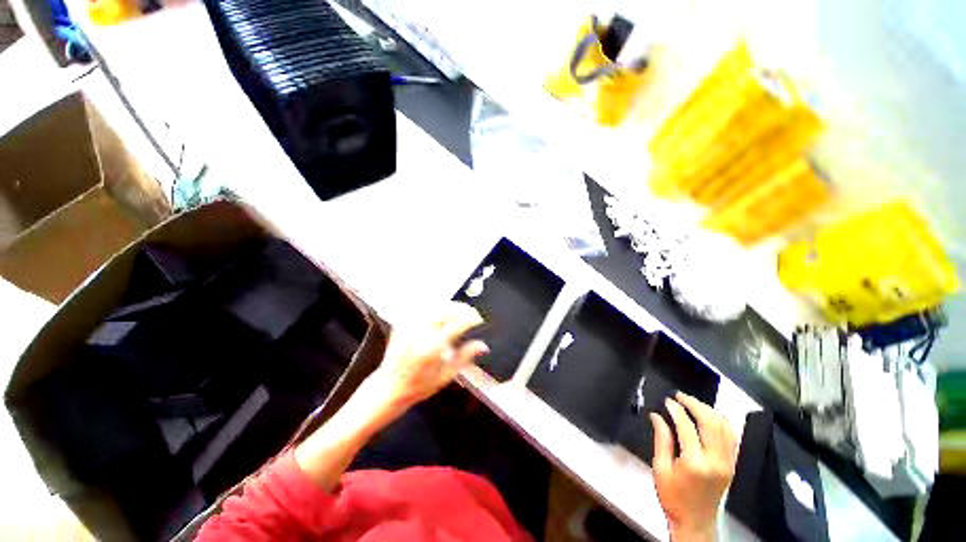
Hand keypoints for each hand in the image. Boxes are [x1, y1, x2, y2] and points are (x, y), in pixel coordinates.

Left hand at [368, 302, 487, 416]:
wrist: (387, 387)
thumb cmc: (418, 387)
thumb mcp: (445, 376)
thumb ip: (464, 357)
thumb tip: (483, 345)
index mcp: (432, 346)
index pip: (458, 323)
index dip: (472, 319)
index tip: (480, 321)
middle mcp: (421, 331)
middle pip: (447, 309)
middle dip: (463, 309)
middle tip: (472, 316)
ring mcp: (411, 325)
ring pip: (436, 305)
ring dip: (452, 307)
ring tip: (460, 315)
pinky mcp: (404, 323)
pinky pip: (425, 309)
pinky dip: (438, 308)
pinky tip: (443, 316)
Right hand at [650, 392, 736, 541]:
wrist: (695, 521)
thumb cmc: (673, 496)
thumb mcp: (660, 468)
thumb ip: (661, 439)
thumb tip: (657, 415)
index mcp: (694, 463)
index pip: (687, 427)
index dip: (676, 410)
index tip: (667, 401)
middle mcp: (715, 460)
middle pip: (710, 422)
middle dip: (694, 404)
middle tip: (679, 396)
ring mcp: (727, 463)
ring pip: (724, 427)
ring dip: (709, 410)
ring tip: (692, 402)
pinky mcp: (732, 465)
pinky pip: (732, 437)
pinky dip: (723, 422)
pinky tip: (712, 415)